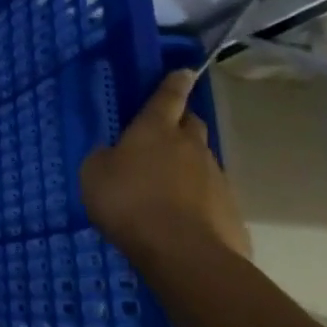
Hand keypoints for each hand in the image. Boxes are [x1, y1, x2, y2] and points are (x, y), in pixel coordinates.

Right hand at [82, 69, 249, 263]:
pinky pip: (212, 196)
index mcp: (155, 129)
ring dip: (189, 165)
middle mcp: (190, 146)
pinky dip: (200, 200)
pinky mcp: (231, 212)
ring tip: (169, 186)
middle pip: (192, 124)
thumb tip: (113, 155)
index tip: (185, 72)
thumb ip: (104, 158)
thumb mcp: (94, 175)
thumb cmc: (129, 203)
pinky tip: (184, 219)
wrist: (184, 255)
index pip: (168, 97)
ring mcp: (216, 179)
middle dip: (182, 123)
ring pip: (203, 160)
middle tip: (166, 134)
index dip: (174, 84)